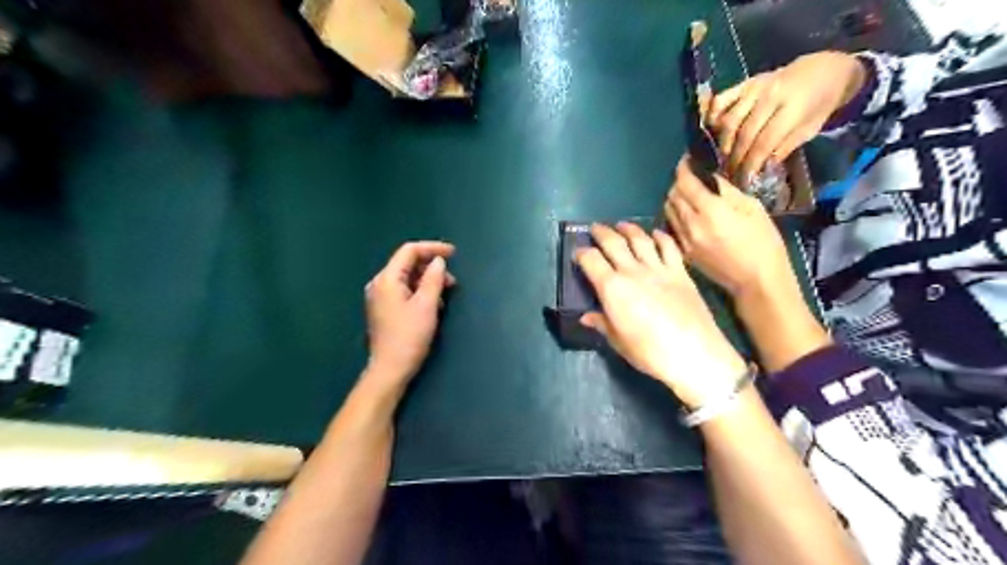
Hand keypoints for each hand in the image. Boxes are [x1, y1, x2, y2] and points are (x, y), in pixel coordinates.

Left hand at [365, 241, 453, 391]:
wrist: (390, 369)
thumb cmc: (409, 336)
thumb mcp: (427, 305)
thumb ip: (434, 279)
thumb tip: (438, 262)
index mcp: (387, 279)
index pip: (409, 251)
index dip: (432, 248)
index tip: (453, 254)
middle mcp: (379, 284)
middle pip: (407, 263)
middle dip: (431, 267)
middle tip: (452, 280)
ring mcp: (380, 297)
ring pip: (407, 278)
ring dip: (427, 280)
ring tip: (446, 293)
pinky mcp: (384, 309)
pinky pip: (404, 290)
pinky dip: (420, 291)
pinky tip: (433, 304)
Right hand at [574, 224, 746, 408]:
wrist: (694, 353)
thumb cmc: (649, 352)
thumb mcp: (618, 341)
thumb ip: (601, 323)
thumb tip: (586, 317)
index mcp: (612, 288)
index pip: (591, 260)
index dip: (581, 253)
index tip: (578, 254)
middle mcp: (632, 271)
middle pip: (613, 242)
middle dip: (601, 233)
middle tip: (595, 228)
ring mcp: (658, 269)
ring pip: (640, 239)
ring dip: (628, 228)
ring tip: (621, 225)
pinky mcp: (680, 272)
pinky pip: (668, 247)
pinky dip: (660, 236)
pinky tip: (655, 234)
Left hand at [668, 157, 799, 302]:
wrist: (756, 280)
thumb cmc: (762, 242)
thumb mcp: (752, 208)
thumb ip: (726, 190)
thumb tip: (710, 176)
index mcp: (710, 211)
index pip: (685, 182)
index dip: (683, 168)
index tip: (687, 160)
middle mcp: (691, 224)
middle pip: (672, 195)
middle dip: (679, 182)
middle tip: (690, 177)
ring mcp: (684, 240)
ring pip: (668, 210)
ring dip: (674, 199)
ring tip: (688, 195)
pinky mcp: (683, 252)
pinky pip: (671, 227)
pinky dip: (675, 216)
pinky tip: (687, 215)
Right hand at [707, 51, 864, 185]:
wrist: (823, 70)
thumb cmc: (819, 104)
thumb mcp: (810, 129)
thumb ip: (784, 147)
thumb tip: (761, 168)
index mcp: (793, 107)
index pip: (764, 142)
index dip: (752, 163)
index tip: (745, 180)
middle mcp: (771, 95)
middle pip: (745, 133)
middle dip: (736, 158)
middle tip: (732, 174)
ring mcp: (755, 87)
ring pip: (729, 120)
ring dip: (724, 143)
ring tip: (725, 157)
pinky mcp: (744, 83)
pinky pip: (721, 100)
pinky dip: (713, 116)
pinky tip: (714, 131)